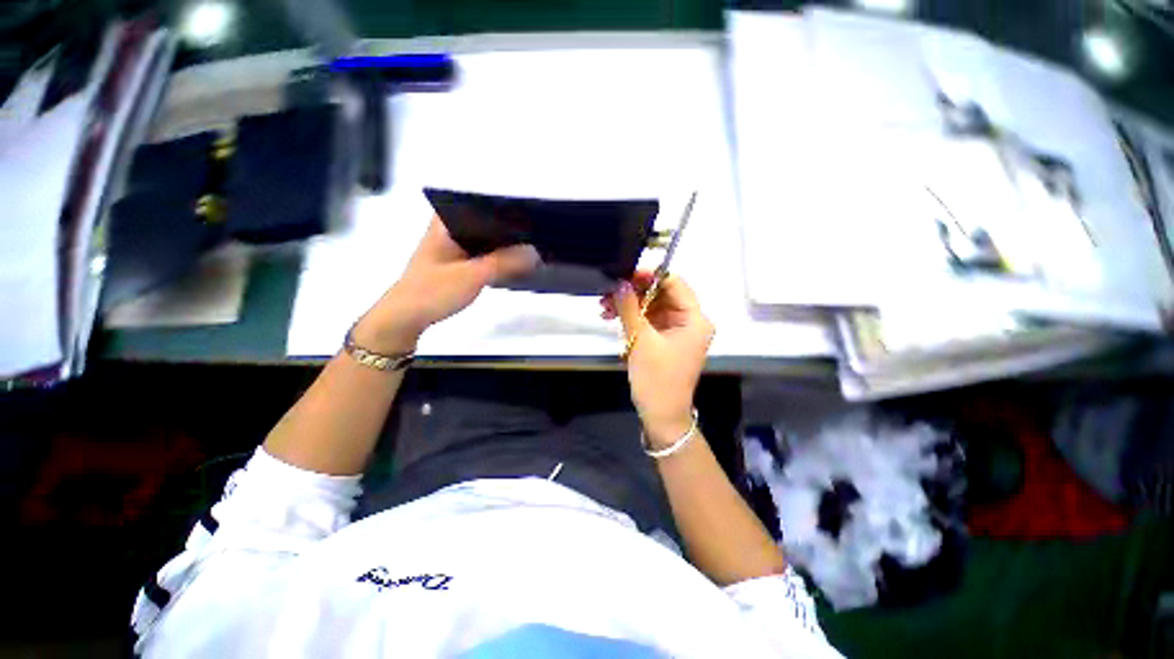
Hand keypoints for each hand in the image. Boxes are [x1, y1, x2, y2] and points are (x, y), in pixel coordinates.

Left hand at [355, 217, 539, 352]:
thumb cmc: (433, 291)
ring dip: (503, 245)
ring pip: (484, 241)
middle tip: (536, 231)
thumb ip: (503, 262)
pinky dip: (497, 258)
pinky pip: (483, 256)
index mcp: (445, 224)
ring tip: (531, 244)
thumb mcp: (471, 276)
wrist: (405, 319)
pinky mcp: (457, 265)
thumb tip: (535, 252)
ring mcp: (452, 249)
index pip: (478, 204)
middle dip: (508, 228)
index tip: (529, 212)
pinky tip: (514, 262)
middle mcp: (449, 231)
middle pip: (485, 223)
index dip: (503, 207)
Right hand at [601, 272, 714, 447]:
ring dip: (629, 305)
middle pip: (661, 294)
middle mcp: (690, 321)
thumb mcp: (641, 341)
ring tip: (604, 308)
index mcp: (695, 319)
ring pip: (652, 306)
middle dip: (633, 292)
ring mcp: (677, 330)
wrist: (661, 416)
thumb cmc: (657, 379)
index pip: (674, 283)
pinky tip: (612, 317)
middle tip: (607, 293)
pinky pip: (649, 320)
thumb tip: (619, 283)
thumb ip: (630, 308)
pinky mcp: (665, 339)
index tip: (624, 274)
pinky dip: (632, 318)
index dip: (649, 276)